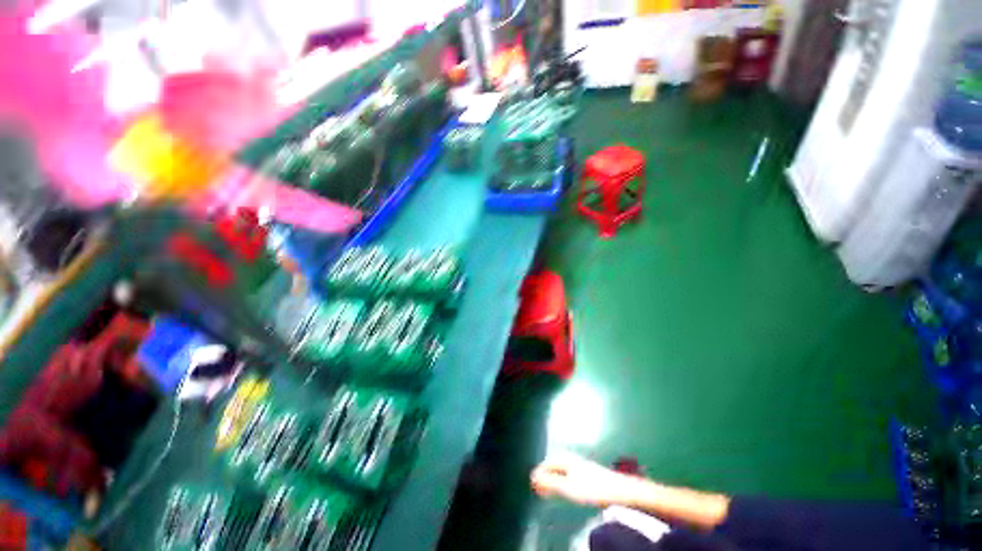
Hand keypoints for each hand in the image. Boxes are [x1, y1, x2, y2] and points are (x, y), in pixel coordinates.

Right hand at [531, 452, 641, 507]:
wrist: (620, 489)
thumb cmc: (593, 488)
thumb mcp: (569, 487)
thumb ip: (551, 482)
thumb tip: (534, 475)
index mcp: (566, 459)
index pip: (546, 463)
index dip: (538, 474)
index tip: (532, 485)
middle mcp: (571, 458)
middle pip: (553, 465)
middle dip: (545, 475)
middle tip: (538, 489)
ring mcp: (579, 464)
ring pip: (560, 469)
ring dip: (552, 479)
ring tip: (548, 490)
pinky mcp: (586, 471)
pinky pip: (567, 472)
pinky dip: (560, 479)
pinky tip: (564, 488)